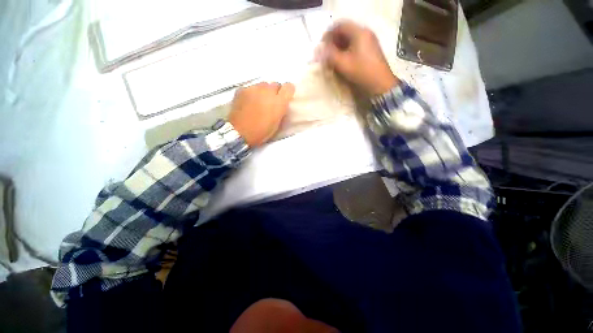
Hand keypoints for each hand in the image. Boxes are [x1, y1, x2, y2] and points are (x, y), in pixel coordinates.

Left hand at [229, 82, 294, 146]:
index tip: (285, 97)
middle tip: (270, 102)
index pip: (289, 87)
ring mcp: (254, 89)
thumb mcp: (277, 124)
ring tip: (258, 102)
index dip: (287, 91)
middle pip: (275, 84)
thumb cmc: (261, 132)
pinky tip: (248, 102)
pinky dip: (252, 93)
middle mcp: (268, 91)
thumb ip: (281, 111)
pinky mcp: (242, 89)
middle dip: (274, 92)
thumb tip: (281, 105)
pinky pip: (251, 88)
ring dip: (263, 92)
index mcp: (279, 102)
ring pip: (262, 85)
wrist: (240, 132)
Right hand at [320, 21, 398, 95]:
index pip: (340, 26)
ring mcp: (369, 41)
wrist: (380, 84)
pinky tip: (342, 61)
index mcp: (359, 32)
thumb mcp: (343, 64)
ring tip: (333, 59)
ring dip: (339, 47)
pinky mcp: (370, 50)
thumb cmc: (361, 72)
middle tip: (326, 53)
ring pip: (350, 39)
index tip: (321, 46)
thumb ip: (330, 55)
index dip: (328, 34)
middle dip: (333, 41)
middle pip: (345, 31)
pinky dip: (346, 51)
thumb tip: (319, 51)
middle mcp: (365, 33)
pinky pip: (355, 45)